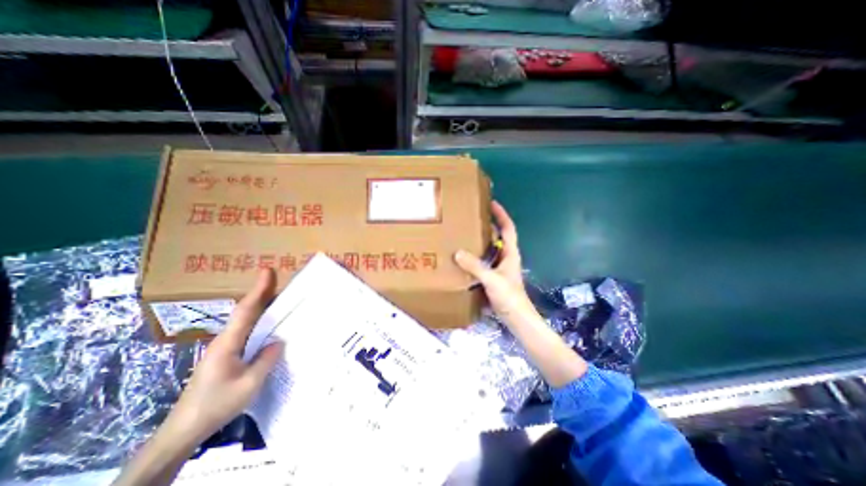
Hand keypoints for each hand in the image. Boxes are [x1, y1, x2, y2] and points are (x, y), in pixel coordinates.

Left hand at [170, 268, 286, 441]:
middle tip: (281, 280)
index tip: (267, 271)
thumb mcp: (249, 384)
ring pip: (246, 321)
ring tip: (281, 297)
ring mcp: (225, 347)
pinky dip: (260, 321)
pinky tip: (271, 324)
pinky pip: (247, 332)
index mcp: (228, 343)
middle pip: (246, 311)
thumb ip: (266, 360)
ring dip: (262, 306)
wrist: (184, 430)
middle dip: (263, 293)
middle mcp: (225, 340)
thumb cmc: (216, 405)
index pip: (246, 310)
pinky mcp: (226, 355)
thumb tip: (279, 341)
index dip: (258, 289)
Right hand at [454, 200, 588, 384]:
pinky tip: (464, 258)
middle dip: (488, 225)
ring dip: (480, 241)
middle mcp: (506, 257)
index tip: (492, 203)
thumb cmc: (510, 297)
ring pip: (490, 249)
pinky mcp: (494, 278)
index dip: (501, 214)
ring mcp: (500, 268)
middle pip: (498, 236)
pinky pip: (484, 262)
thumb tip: (458, 253)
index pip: (508, 228)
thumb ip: (475, 266)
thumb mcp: (492, 279)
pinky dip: (475, 257)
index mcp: (510, 253)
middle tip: (471, 218)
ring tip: (465, 235)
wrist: (517, 319)